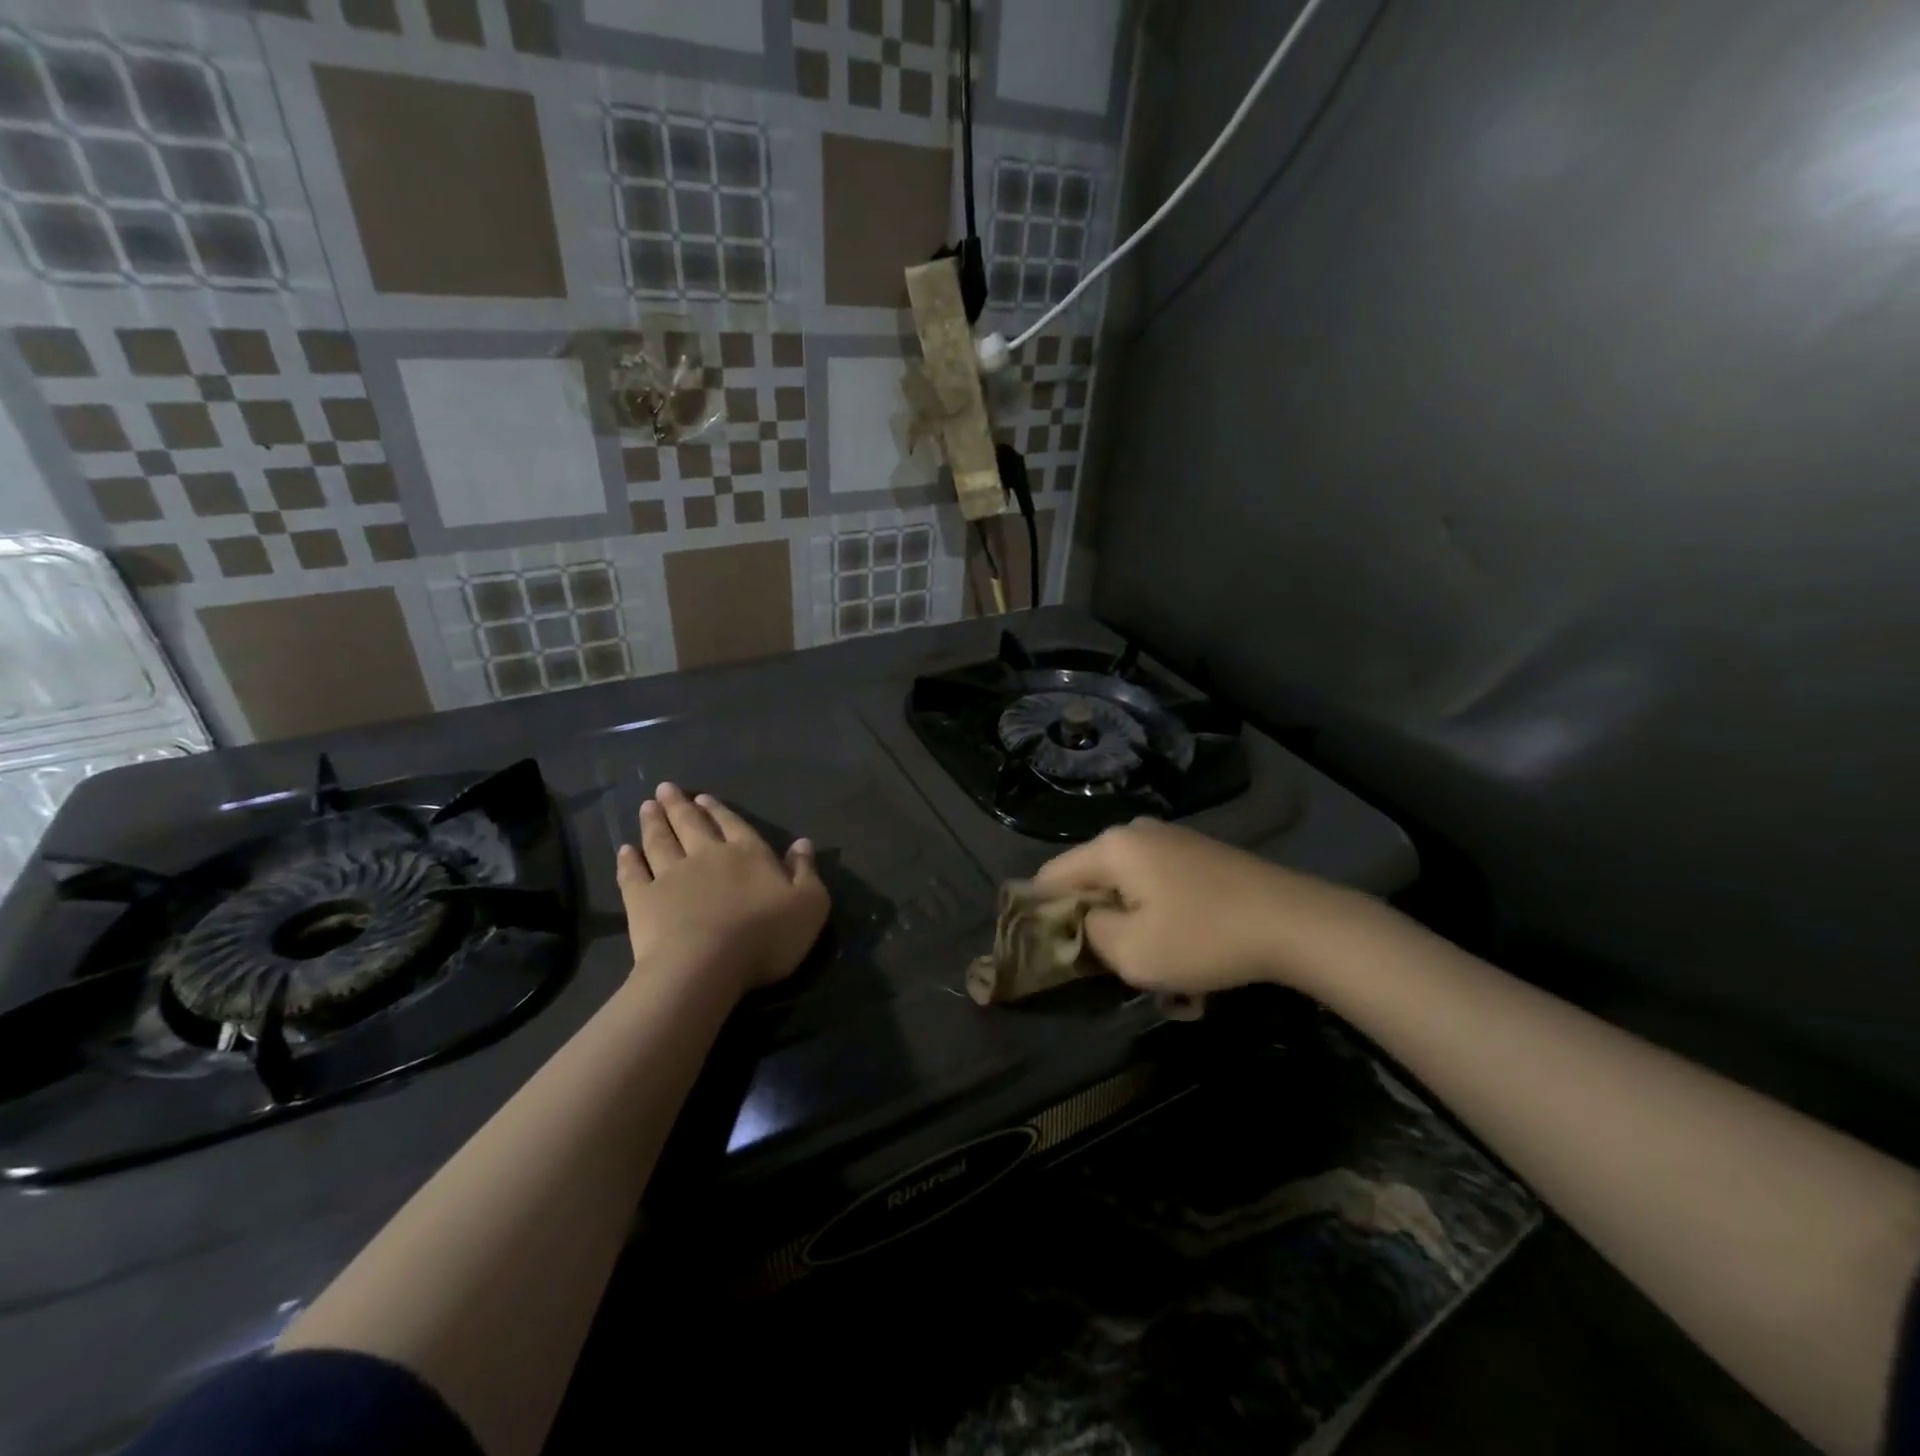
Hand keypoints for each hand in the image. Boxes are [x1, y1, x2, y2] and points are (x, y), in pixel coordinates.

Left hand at [615, 783, 829, 997]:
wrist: (706, 965)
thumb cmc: (766, 936)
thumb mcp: (809, 904)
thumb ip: (806, 872)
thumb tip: (803, 843)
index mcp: (748, 854)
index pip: (733, 825)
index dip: (718, 810)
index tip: (703, 798)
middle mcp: (707, 855)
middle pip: (691, 824)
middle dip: (679, 805)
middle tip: (665, 788)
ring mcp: (671, 876)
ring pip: (660, 841)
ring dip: (653, 823)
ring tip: (646, 807)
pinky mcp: (643, 900)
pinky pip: (633, 874)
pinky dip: (628, 861)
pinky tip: (624, 851)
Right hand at [1033, 818, 1377, 996]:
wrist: (1296, 922)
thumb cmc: (1204, 937)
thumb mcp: (1132, 952)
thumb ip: (1090, 934)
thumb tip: (1086, 923)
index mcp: (1112, 847)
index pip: (1051, 876)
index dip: (1041, 914)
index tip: (1050, 952)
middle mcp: (1136, 832)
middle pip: (1091, 879)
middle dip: (1094, 922)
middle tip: (1109, 964)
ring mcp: (1172, 840)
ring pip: (1127, 886)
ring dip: (1131, 923)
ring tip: (1154, 963)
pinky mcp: (1201, 854)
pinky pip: (1159, 885)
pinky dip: (1159, 915)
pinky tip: (1185, 947)